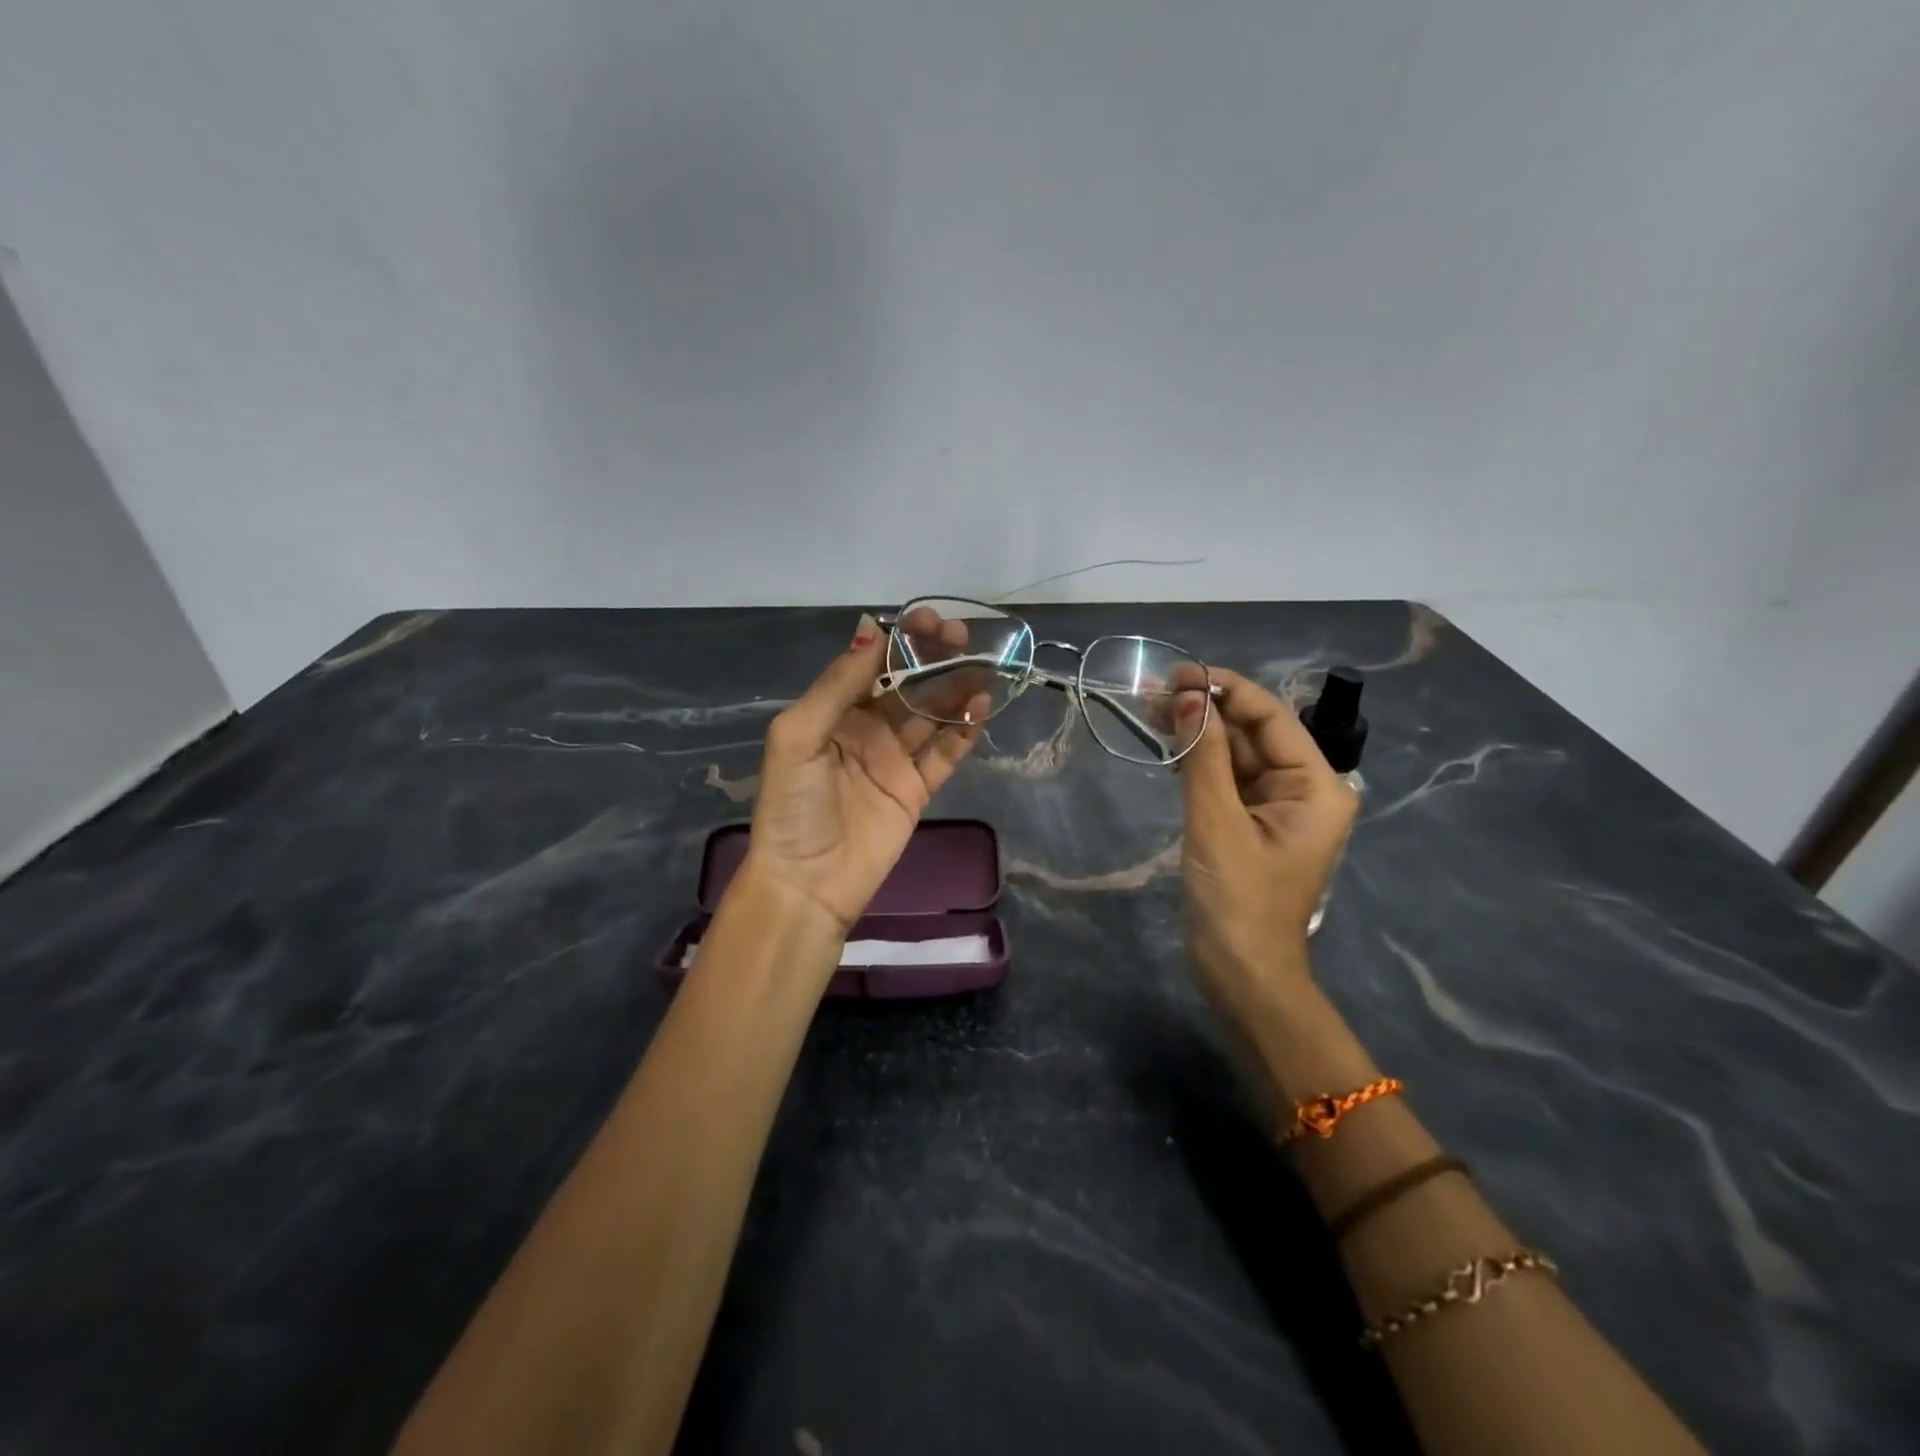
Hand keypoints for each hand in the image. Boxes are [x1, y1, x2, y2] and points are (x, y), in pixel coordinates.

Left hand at [739, 613, 988, 934]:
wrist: (807, 883)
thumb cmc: (794, 805)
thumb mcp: (800, 735)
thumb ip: (837, 684)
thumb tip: (871, 625)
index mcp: (834, 712)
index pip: (873, 664)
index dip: (900, 639)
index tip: (928, 620)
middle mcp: (867, 729)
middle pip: (908, 684)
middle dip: (934, 658)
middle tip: (962, 637)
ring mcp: (895, 760)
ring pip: (933, 714)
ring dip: (957, 689)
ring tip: (984, 668)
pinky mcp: (917, 790)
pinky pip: (946, 754)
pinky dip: (965, 731)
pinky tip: (982, 710)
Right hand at [1176, 668, 1357, 1022]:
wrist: (1242, 975)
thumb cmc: (1238, 900)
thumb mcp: (1217, 823)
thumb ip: (1205, 756)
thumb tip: (1189, 697)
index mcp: (1316, 785)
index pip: (1271, 717)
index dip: (1225, 689)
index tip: (1178, 674)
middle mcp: (1303, 788)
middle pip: (1253, 732)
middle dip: (1205, 711)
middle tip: (1152, 694)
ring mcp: (1276, 807)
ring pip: (1235, 753)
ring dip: (1198, 733)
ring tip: (1151, 711)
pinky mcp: (1250, 823)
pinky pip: (1226, 779)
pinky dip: (1198, 761)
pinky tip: (1168, 745)